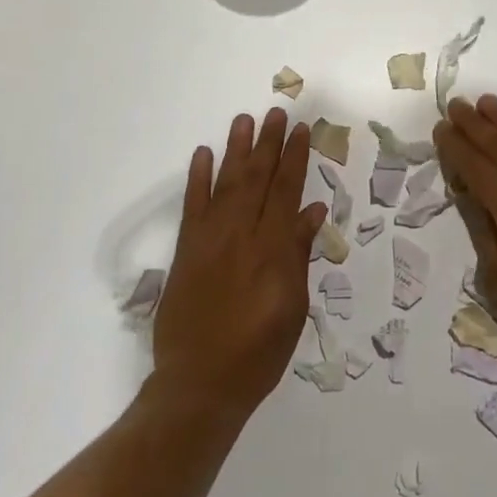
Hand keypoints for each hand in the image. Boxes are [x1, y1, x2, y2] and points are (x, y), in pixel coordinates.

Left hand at [152, 109, 326, 415]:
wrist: (200, 384)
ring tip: (245, 120)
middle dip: (269, 143)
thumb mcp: (293, 307)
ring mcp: (210, 240)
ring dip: (236, 149)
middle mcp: (242, 236)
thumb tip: (311, 211)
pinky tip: (203, 154)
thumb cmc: (259, 352)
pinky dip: (197, 178)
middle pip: (258, 179)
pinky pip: (192, 206)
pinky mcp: (185, 250)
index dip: (295, 158)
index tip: (302, 130)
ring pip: (226, 183)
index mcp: (273, 250)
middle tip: (276, 113)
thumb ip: (299, 255)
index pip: (287, 192)